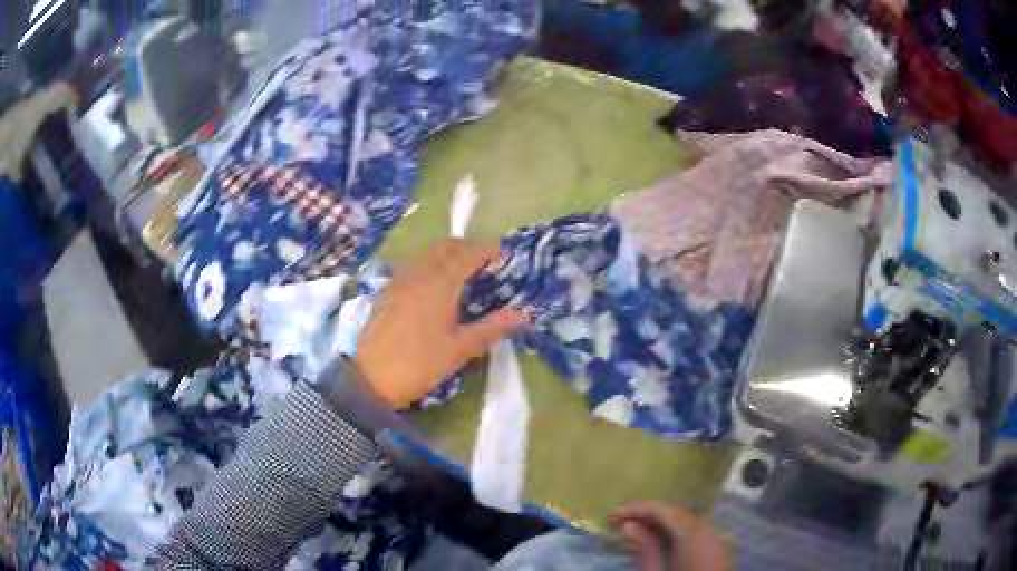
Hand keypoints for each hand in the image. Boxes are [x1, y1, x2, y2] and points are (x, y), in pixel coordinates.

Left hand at [355, 239, 525, 408]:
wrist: (369, 379)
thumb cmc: (419, 364)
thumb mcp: (459, 349)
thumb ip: (492, 328)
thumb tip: (523, 314)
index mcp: (440, 284)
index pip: (468, 253)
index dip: (488, 250)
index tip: (504, 257)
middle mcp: (419, 273)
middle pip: (446, 247)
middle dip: (468, 249)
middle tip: (485, 265)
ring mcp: (399, 280)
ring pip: (427, 254)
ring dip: (447, 254)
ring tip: (462, 274)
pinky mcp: (387, 291)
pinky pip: (413, 265)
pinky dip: (429, 265)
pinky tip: (433, 286)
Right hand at [611, 502, 727, 570]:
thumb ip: (645, 548)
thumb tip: (629, 525)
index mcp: (694, 534)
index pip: (664, 511)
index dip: (637, 509)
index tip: (612, 515)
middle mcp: (710, 529)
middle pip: (677, 513)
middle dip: (649, 514)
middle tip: (620, 520)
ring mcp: (719, 538)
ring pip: (687, 521)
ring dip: (662, 522)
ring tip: (635, 528)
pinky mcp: (721, 549)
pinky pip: (697, 531)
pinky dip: (677, 531)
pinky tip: (660, 539)